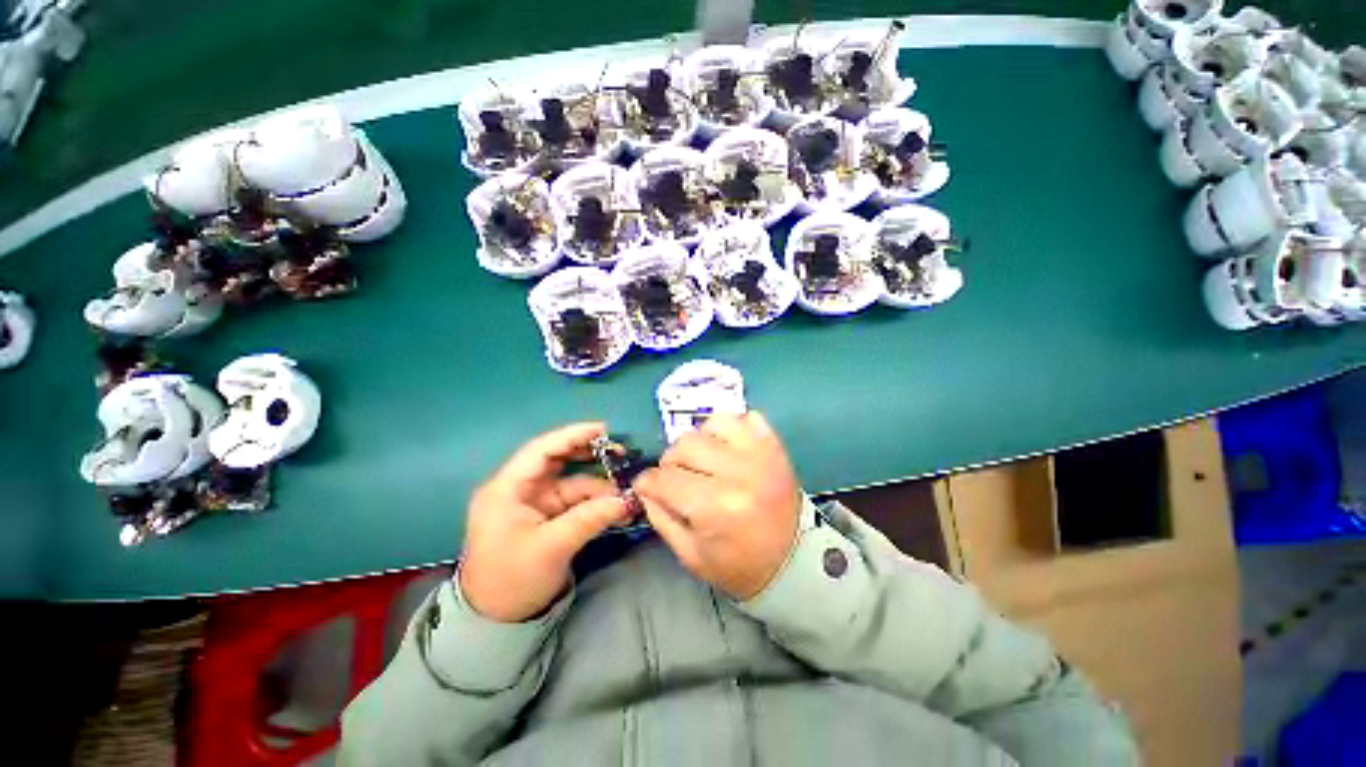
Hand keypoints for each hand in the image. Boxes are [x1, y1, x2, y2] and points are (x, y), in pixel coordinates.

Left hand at [459, 423, 632, 622]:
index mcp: (507, 489)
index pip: (541, 450)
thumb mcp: (552, 548)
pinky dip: (594, 502)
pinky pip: (574, 501)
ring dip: (597, 485)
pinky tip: (615, 507)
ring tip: (624, 491)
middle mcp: (519, 489)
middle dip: (588, 455)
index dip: (572, 435)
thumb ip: (590, 518)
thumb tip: (627, 500)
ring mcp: (533, 503)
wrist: (494, 623)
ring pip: (570, 482)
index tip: (603, 429)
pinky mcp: (545, 517)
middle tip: (619, 453)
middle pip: (556, 460)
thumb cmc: (512, 581)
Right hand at [634, 412, 801, 600]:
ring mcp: (759, 454)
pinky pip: (744, 417)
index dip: (648, 482)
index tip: (647, 486)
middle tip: (677, 478)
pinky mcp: (774, 445)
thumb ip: (661, 517)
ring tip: (704, 461)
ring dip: (699, 441)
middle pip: (684, 446)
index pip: (664, 478)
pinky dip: (730, 428)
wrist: (794, 560)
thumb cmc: (740, 565)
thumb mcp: (691, 556)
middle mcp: (737, 473)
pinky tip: (727, 448)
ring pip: (711, 424)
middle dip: (671, 463)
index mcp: (715, 507)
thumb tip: (646, 487)